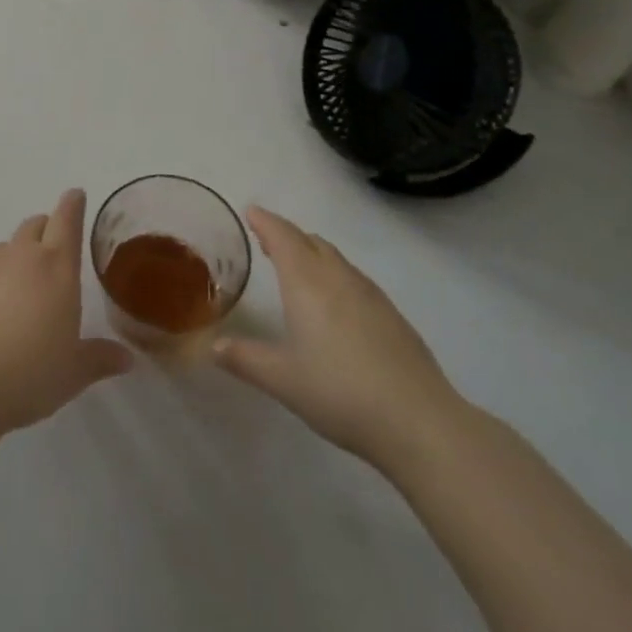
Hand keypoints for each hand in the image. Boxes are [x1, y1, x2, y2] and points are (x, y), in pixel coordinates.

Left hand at [0, 190, 132, 436]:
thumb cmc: (30, 375)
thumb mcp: (73, 373)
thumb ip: (100, 359)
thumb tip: (126, 358)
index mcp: (56, 268)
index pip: (67, 221)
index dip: (72, 204)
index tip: (75, 194)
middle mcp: (20, 257)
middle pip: (34, 226)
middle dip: (44, 230)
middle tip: (50, 251)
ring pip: (2, 248)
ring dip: (12, 259)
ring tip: (15, 290)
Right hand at [213, 207, 466, 467]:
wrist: (418, 420)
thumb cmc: (340, 392)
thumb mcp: (282, 379)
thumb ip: (245, 358)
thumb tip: (212, 345)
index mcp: (307, 284)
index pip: (283, 237)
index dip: (265, 222)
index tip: (251, 211)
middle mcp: (338, 278)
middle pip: (310, 242)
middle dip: (287, 235)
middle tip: (267, 240)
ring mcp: (371, 294)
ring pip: (335, 258)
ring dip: (312, 253)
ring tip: (297, 265)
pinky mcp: (392, 315)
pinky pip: (354, 278)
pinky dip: (334, 274)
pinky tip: (335, 302)